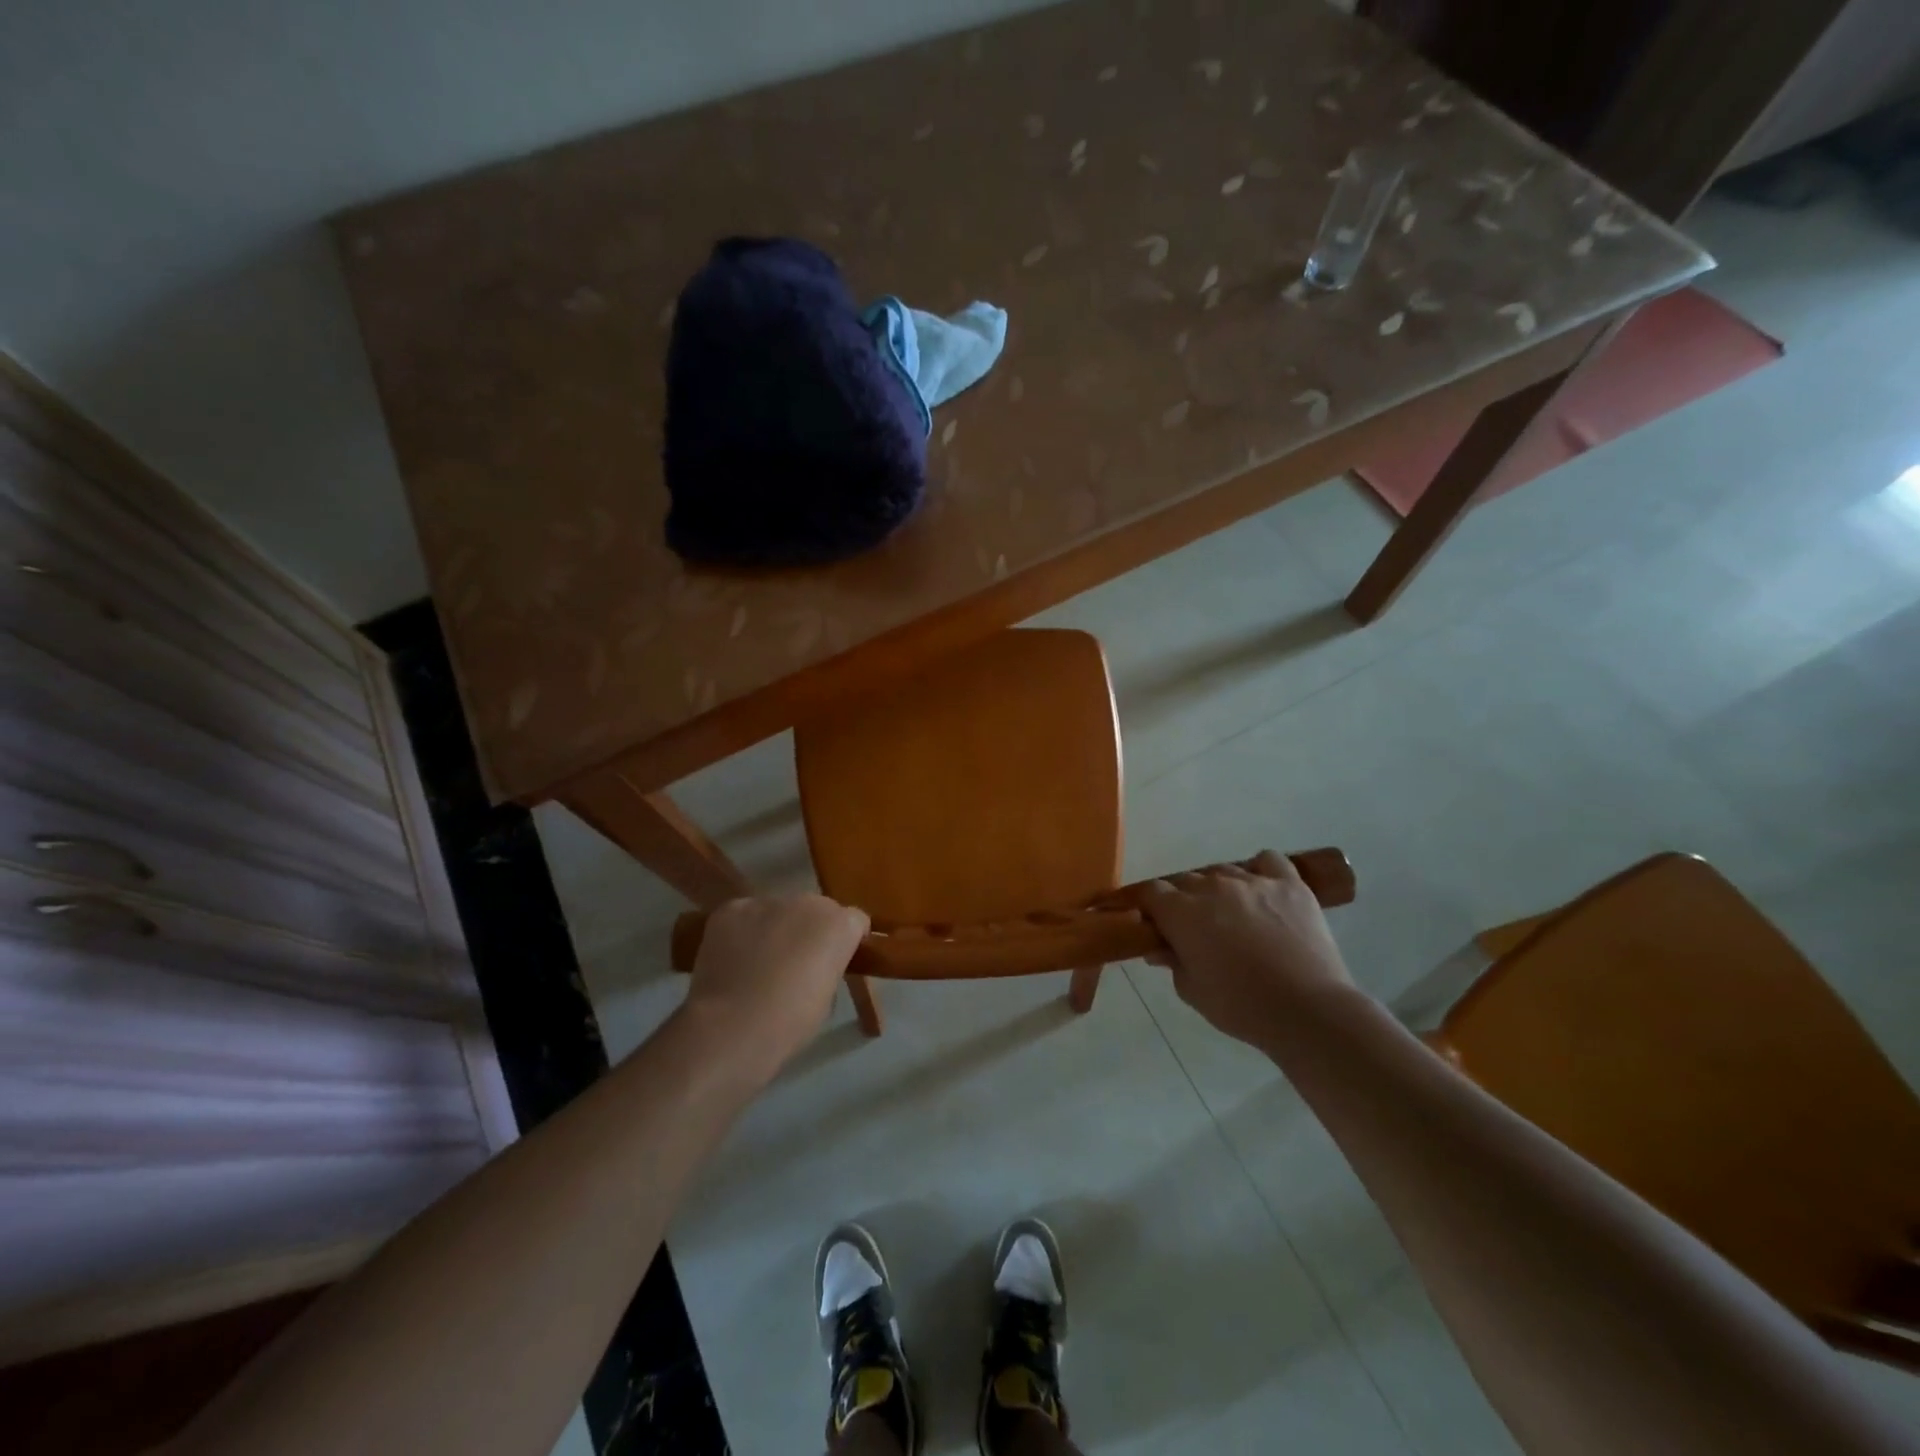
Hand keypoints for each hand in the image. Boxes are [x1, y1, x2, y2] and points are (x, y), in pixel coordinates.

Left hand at [682, 894, 869, 1080]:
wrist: (734, 1025)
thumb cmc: (791, 1022)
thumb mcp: (827, 997)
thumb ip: (828, 968)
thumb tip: (814, 966)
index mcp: (840, 925)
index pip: (855, 921)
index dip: (845, 941)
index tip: (835, 962)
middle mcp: (808, 901)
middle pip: (816, 910)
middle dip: (809, 930)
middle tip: (794, 964)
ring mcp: (767, 901)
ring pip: (777, 910)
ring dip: (774, 929)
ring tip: (757, 963)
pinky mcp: (732, 908)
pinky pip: (744, 915)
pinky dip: (741, 931)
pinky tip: (732, 959)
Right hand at [1139, 851, 1355, 1048]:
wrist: (1308, 1010)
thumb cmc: (1241, 1006)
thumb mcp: (1192, 991)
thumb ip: (1172, 962)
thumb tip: (1159, 948)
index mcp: (1182, 912)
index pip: (1151, 892)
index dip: (1148, 906)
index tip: (1152, 924)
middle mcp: (1213, 886)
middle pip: (1186, 880)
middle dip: (1183, 901)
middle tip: (1193, 929)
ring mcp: (1253, 881)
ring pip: (1223, 871)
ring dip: (1219, 889)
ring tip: (1232, 915)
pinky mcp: (1289, 884)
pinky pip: (1269, 861)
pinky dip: (1261, 870)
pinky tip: (1262, 891)